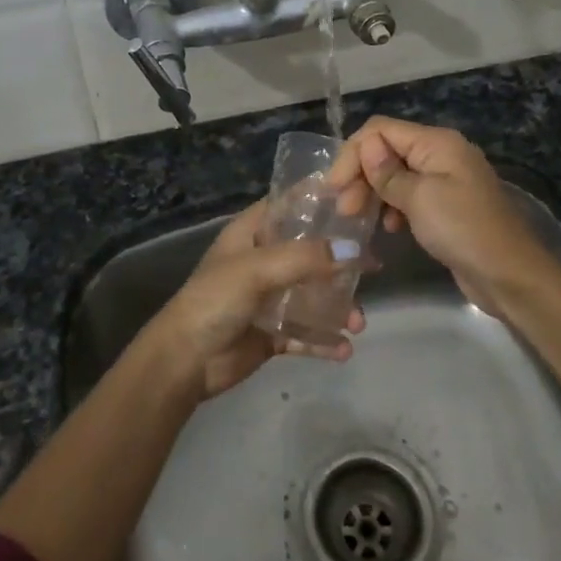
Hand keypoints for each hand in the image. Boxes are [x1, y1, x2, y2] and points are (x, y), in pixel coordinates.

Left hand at [138, 201, 367, 400]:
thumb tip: (354, 251)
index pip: (289, 205)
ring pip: (313, 295)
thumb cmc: (216, 299)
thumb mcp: (258, 269)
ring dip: (338, 307)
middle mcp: (263, 261)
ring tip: (358, 322)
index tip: (357, 199)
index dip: (319, 200)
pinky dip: (325, 340)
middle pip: (309, 251)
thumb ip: (305, 258)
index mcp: (252, 233)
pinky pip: (306, 334)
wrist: (186, 360)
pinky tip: (344, 350)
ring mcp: (269, 299)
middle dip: (341, 259)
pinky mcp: (272, 333)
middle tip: (375, 265)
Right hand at [334, 117, 555, 312]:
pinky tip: (388, 228)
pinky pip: (409, 196)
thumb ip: (387, 172)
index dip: (354, 154)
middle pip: (386, 150)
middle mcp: (440, 154)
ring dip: (373, 192)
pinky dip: (392, 207)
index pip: (380, 130)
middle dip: (361, 175)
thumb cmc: (462, 229)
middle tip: (344, 209)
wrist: (509, 275)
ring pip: (394, 174)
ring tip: (358, 220)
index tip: (335, 188)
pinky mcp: (445, 205)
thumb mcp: (419, 198)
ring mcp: (444, 180)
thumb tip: (366, 146)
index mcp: (436, 142)